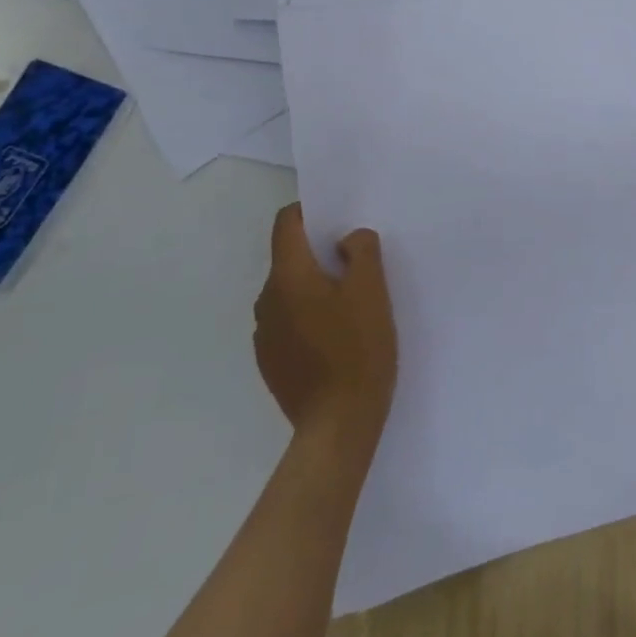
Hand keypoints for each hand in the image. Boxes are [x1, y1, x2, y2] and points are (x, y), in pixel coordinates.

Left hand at [254, 204, 397, 449]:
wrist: (338, 424)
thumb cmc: (358, 348)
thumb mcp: (372, 289)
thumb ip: (361, 250)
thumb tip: (345, 240)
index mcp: (288, 277)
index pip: (286, 224)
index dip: (310, 212)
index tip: (338, 220)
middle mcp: (266, 300)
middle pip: (289, 258)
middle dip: (320, 254)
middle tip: (358, 265)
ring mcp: (264, 334)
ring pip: (290, 291)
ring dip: (315, 287)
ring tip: (351, 304)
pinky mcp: (270, 361)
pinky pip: (289, 321)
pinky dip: (309, 316)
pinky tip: (337, 336)